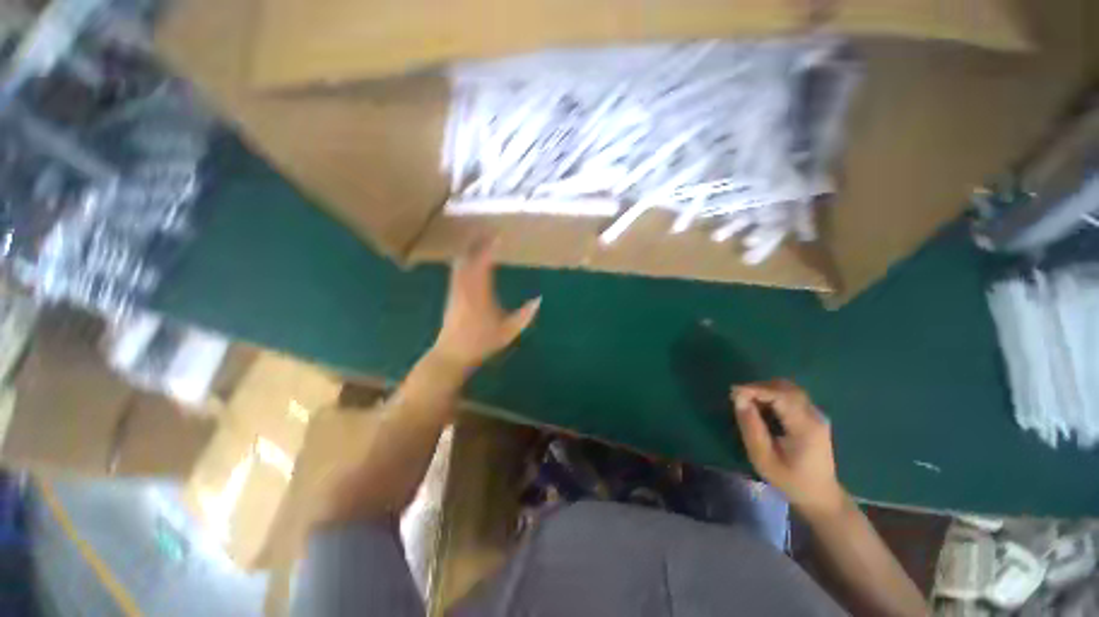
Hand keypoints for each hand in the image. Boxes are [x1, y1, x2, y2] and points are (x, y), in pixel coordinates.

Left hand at [431, 239, 540, 371]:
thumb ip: (525, 315)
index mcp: (480, 294)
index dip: (490, 248)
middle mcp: (465, 287)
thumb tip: (539, 300)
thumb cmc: (481, 343)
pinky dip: (463, 260)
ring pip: (460, 263)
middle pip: (468, 258)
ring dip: (469, 250)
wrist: (452, 354)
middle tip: (487, 232)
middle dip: (477, 243)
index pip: (484, 264)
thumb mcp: (508, 332)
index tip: (498, 237)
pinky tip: (467, 259)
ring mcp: (455, 290)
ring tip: (478, 240)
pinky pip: (456, 271)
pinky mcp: (451, 295)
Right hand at [731, 380, 845, 515]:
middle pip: (785, 388)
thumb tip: (738, 399)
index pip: (780, 395)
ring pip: (788, 389)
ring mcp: (816, 414)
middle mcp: (814, 415)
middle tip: (738, 398)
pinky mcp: (813, 416)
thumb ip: (751, 427)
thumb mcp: (763, 458)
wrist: (820, 496)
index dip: (754, 390)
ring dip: (765, 390)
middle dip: (758, 388)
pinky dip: (772, 395)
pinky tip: (761, 408)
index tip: (732, 393)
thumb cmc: (790, 480)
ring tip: (748, 403)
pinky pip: (790, 396)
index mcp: (805, 427)